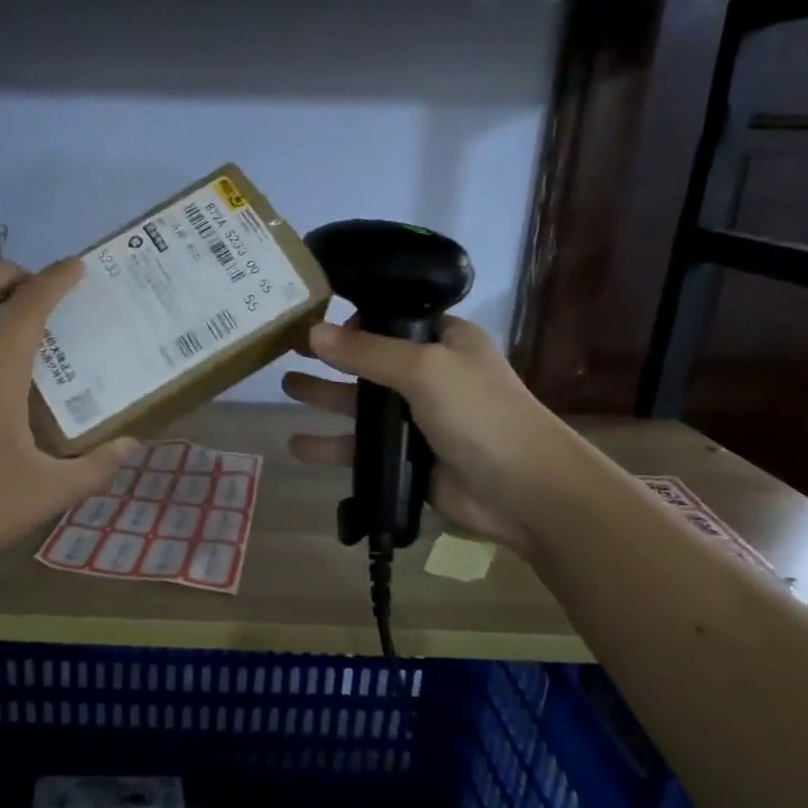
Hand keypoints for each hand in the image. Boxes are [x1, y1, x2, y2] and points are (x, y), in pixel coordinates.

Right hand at [281, 316, 571, 554]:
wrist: (523, 490)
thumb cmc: (479, 414)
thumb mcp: (424, 369)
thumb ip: (367, 351)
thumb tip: (313, 331)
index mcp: (444, 341)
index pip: (392, 319)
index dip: (355, 317)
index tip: (315, 317)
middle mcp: (429, 375)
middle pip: (369, 360)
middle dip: (330, 355)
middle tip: (287, 347)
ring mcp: (416, 419)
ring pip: (360, 404)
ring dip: (324, 396)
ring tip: (285, 387)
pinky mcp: (406, 458)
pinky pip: (361, 447)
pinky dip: (330, 445)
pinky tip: (297, 444)